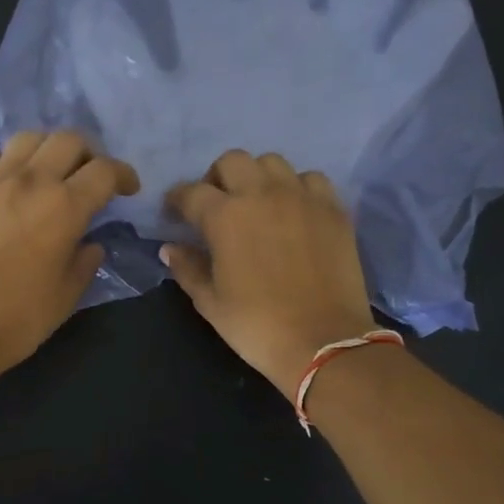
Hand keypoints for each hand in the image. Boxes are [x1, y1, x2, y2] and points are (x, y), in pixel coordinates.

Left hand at [0, 131, 138, 384]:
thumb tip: (90, 245)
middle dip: (88, 154)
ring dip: (47, 150)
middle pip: (68, 140)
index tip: (127, 189)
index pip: (105, 171)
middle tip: (89, 178)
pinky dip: (7, 162)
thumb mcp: (66, 296)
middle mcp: (31, 182)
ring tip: (48, 174)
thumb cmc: (16, 319)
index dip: (123, 175)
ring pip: (28, 138)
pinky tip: (8, 184)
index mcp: (65, 208)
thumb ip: (85, 263)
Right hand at [161, 149, 378, 398]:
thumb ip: (187, 268)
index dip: (177, 200)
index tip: (174, 213)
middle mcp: (261, 194)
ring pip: (272, 162)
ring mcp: (301, 197)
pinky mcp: (333, 208)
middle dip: (217, 178)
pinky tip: (294, 211)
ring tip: (257, 204)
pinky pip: (311, 179)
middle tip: (217, 205)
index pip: (190, 192)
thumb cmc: (256, 326)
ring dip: (257, 177)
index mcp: (225, 216)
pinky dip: (296, 187)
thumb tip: (170, 248)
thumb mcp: (210, 302)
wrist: (322, 341)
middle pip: (232, 161)